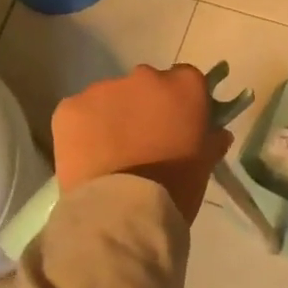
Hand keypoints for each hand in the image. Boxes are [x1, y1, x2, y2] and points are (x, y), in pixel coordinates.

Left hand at [52, 64, 231, 221]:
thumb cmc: (175, 187)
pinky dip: (83, 129)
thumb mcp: (205, 163)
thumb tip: (217, 132)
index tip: (177, 122)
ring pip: (110, 97)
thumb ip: (212, 139)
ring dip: (113, 116)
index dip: (180, 100)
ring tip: (111, 152)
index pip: (186, 79)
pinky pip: (80, 112)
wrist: (123, 212)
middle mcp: (145, 76)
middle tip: (143, 139)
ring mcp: (104, 89)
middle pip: (146, 84)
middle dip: (145, 105)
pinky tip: (87, 155)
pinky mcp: (70, 107)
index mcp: (184, 86)